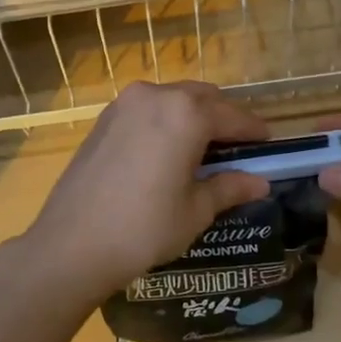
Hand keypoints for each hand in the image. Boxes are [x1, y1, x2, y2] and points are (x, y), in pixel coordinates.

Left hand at [20, 82, 271, 300]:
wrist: (71, 245)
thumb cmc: (144, 228)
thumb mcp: (195, 211)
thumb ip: (229, 187)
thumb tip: (260, 182)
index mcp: (186, 114)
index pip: (232, 116)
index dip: (254, 131)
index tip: (269, 144)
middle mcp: (156, 95)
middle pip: (203, 98)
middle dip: (224, 118)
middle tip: (237, 148)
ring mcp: (125, 104)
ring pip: (173, 98)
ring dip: (194, 116)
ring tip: (204, 149)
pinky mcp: (104, 119)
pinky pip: (148, 108)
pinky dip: (166, 120)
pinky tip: (169, 150)